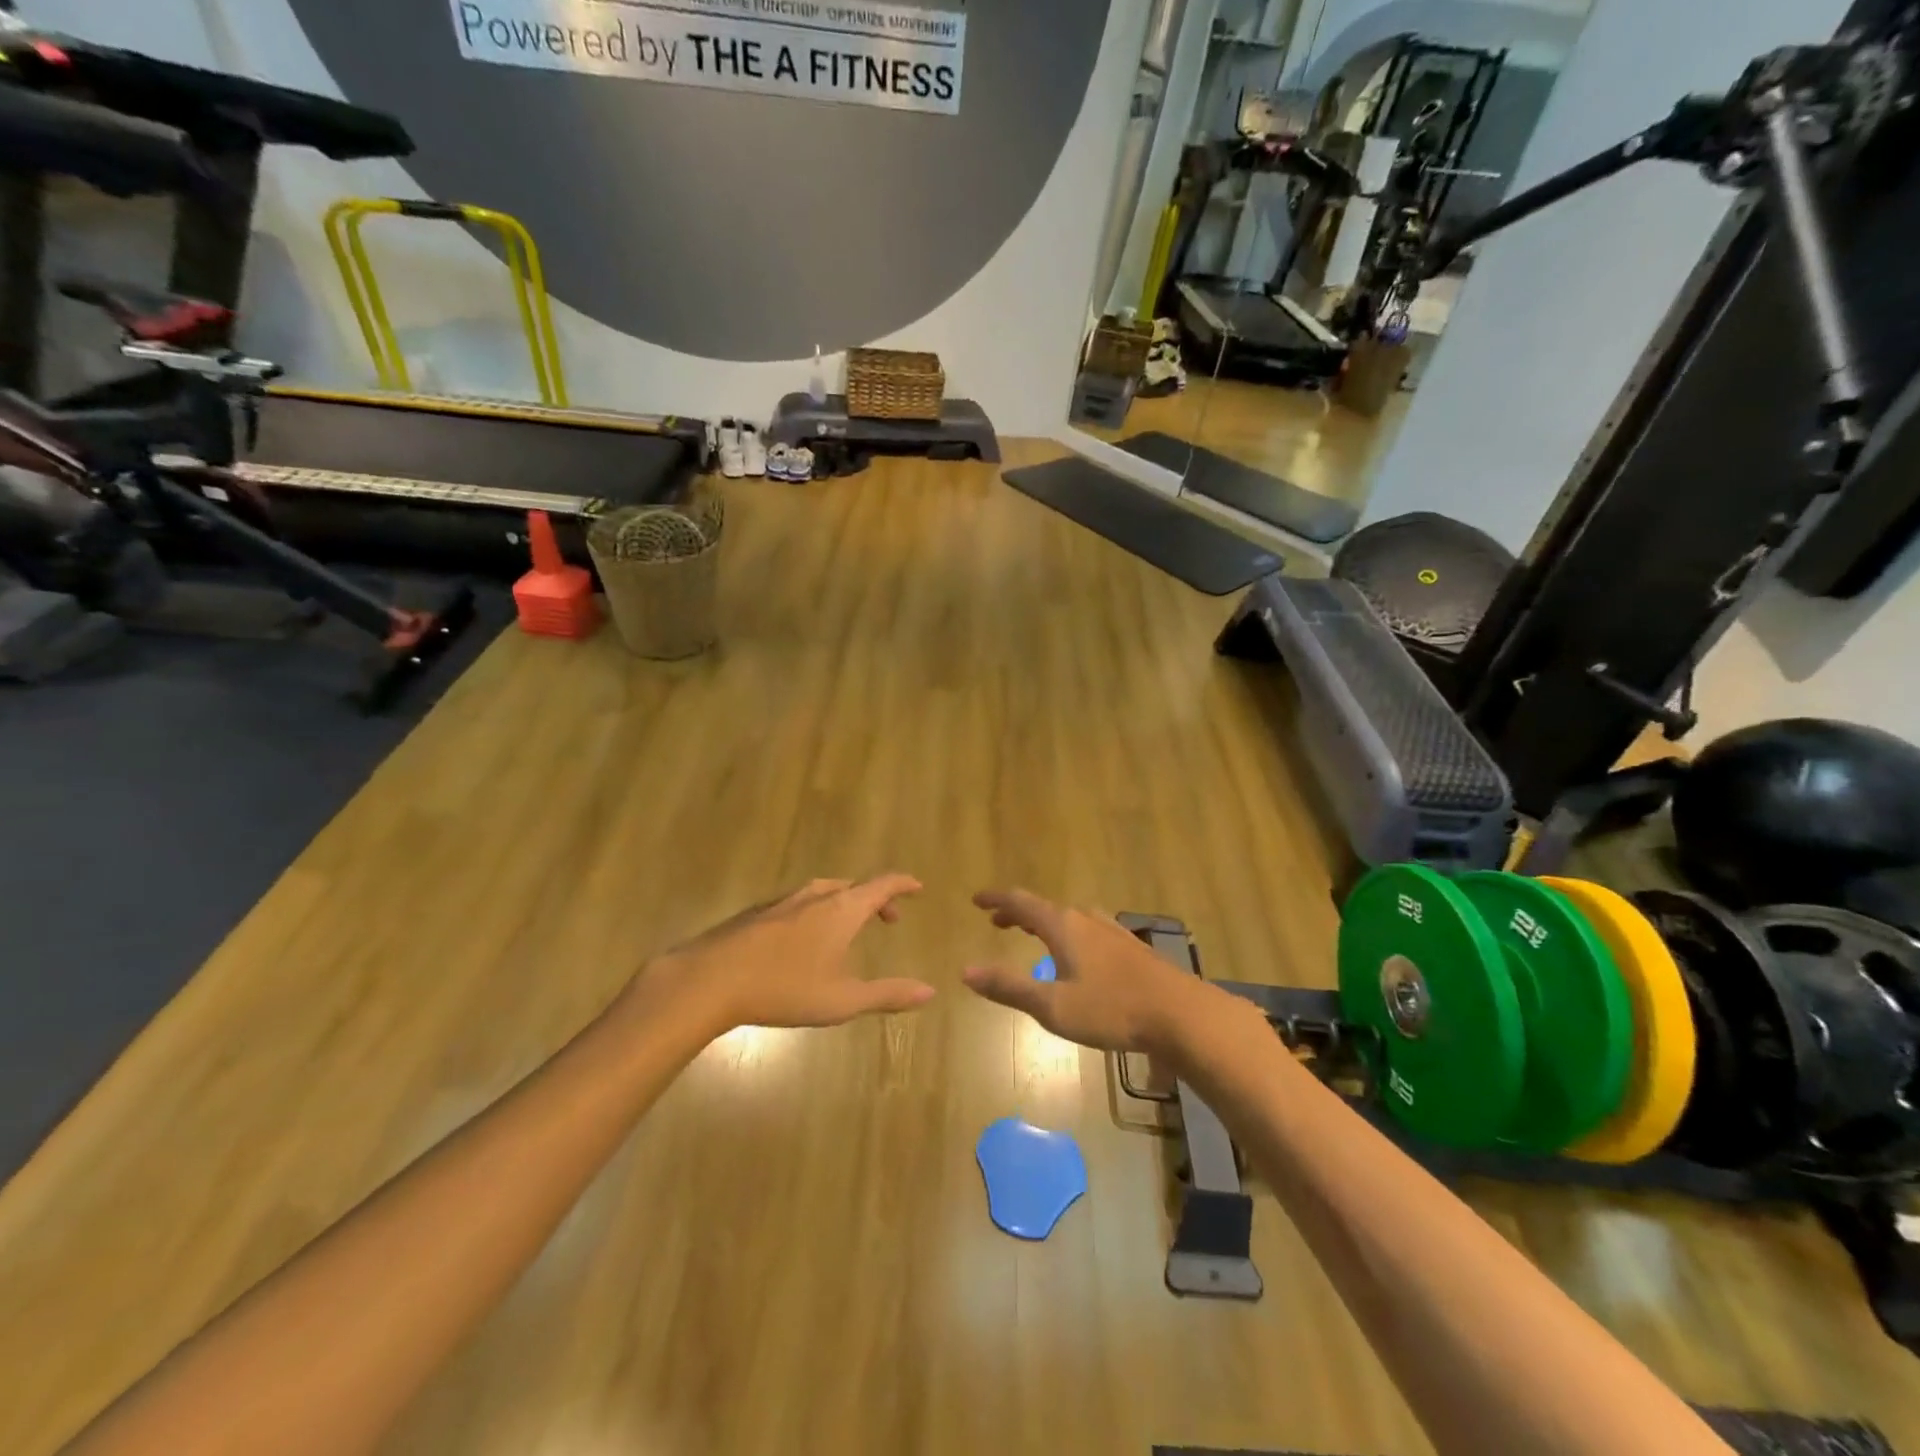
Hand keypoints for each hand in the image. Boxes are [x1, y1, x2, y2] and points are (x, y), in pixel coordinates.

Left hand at [640, 875, 934, 1034]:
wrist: (710, 980)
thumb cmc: (784, 989)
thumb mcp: (843, 1000)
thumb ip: (888, 994)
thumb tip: (929, 991)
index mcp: (843, 909)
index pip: (882, 885)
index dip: (903, 884)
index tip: (917, 887)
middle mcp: (817, 895)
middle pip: (855, 887)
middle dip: (876, 899)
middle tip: (888, 918)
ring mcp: (784, 900)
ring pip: (826, 892)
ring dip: (846, 903)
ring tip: (850, 926)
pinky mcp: (759, 912)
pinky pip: (801, 902)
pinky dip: (819, 911)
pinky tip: (806, 938)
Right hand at [961, 888, 1208, 1054]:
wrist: (1181, 1014)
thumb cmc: (1112, 1009)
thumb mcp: (1053, 1006)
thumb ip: (1010, 987)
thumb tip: (966, 970)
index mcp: (1063, 926)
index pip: (1021, 902)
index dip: (996, 899)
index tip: (976, 899)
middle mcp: (1086, 919)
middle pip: (1045, 908)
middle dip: (1018, 913)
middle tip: (997, 921)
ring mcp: (1112, 931)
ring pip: (1069, 918)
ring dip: (1044, 923)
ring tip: (1033, 934)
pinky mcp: (1131, 948)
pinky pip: (1088, 930)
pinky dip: (1068, 934)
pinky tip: (1079, 955)